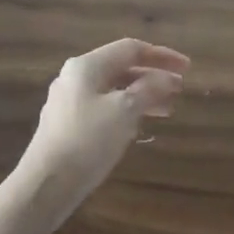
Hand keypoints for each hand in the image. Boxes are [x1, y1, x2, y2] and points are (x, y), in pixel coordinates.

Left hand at [6, 38, 190, 228]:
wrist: (46, 184)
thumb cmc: (88, 141)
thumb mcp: (125, 111)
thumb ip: (149, 89)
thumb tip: (167, 78)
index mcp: (87, 66)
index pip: (130, 49)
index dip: (162, 55)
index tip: (187, 68)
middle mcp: (75, 77)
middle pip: (121, 68)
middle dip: (153, 77)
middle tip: (180, 90)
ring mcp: (69, 101)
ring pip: (114, 90)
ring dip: (142, 96)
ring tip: (168, 109)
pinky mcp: (68, 125)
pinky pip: (104, 108)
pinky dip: (127, 111)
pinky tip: (141, 124)